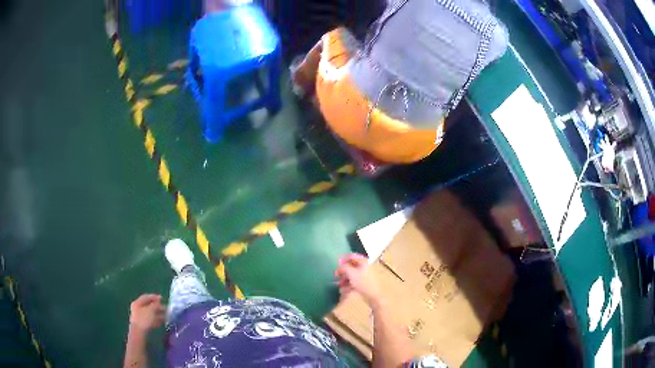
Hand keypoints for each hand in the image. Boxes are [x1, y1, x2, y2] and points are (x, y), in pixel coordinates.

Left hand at [129, 294, 164, 332]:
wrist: (139, 333)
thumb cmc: (144, 319)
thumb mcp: (151, 310)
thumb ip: (155, 305)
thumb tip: (158, 301)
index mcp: (137, 303)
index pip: (145, 297)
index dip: (154, 297)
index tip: (162, 298)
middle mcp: (137, 309)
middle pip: (148, 305)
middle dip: (157, 306)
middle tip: (166, 308)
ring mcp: (140, 317)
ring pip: (150, 313)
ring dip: (158, 314)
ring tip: (167, 315)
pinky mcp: (143, 324)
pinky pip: (151, 320)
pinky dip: (157, 320)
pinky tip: (162, 322)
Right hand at [334, 253, 380, 305]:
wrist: (373, 296)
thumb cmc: (363, 282)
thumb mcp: (351, 273)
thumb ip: (343, 267)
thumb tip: (339, 265)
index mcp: (363, 261)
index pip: (352, 256)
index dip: (343, 259)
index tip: (336, 264)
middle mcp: (365, 267)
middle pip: (351, 266)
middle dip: (342, 271)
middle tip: (336, 275)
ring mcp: (364, 275)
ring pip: (351, 274)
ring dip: (344, 279)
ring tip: (339, 284)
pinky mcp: (364, 283)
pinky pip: (354, 281)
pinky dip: (348, 283)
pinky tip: (344, 289)